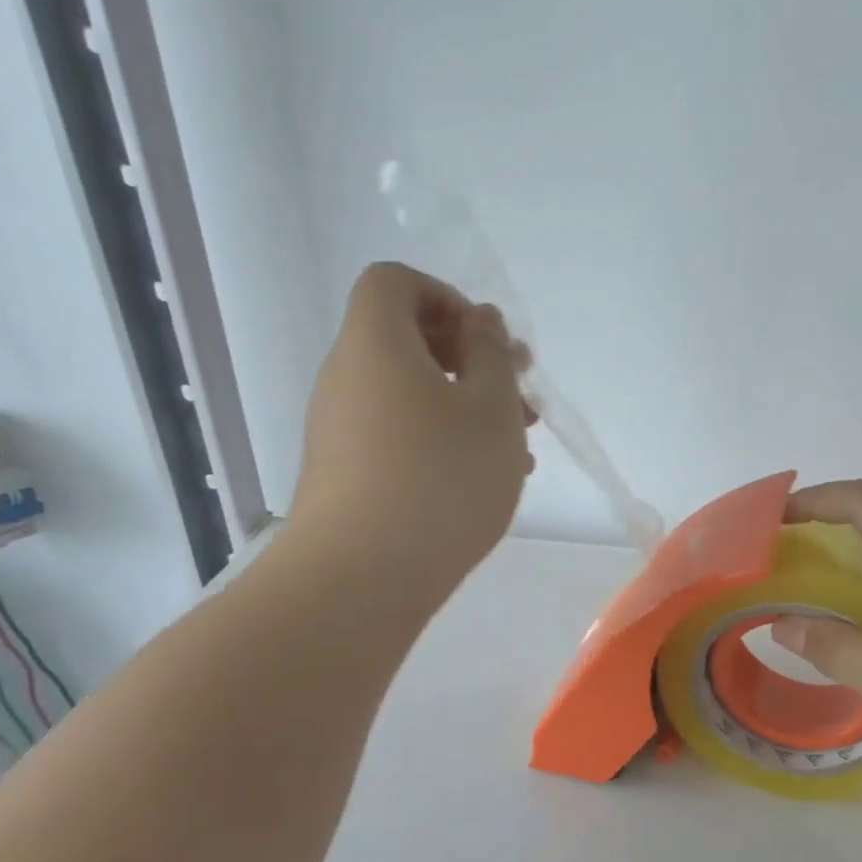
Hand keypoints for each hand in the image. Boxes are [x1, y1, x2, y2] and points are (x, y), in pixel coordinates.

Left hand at [283, 263, 533, 596]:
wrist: (360, 579)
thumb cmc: (440, 479)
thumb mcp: (491, 408)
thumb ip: (492, 353)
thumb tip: (480, 322)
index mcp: (376, 343)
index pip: (396, 282)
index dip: (448, 297)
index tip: (489, 343)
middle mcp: (347, 377)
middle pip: (406, 340)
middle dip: (471, 360)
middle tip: (521, 396)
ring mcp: (341, 429)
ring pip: (409, 394)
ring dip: (464, 406)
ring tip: (517, 447)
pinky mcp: (344, 474)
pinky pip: (398, 436)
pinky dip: (440, 442)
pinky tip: (481, 480)